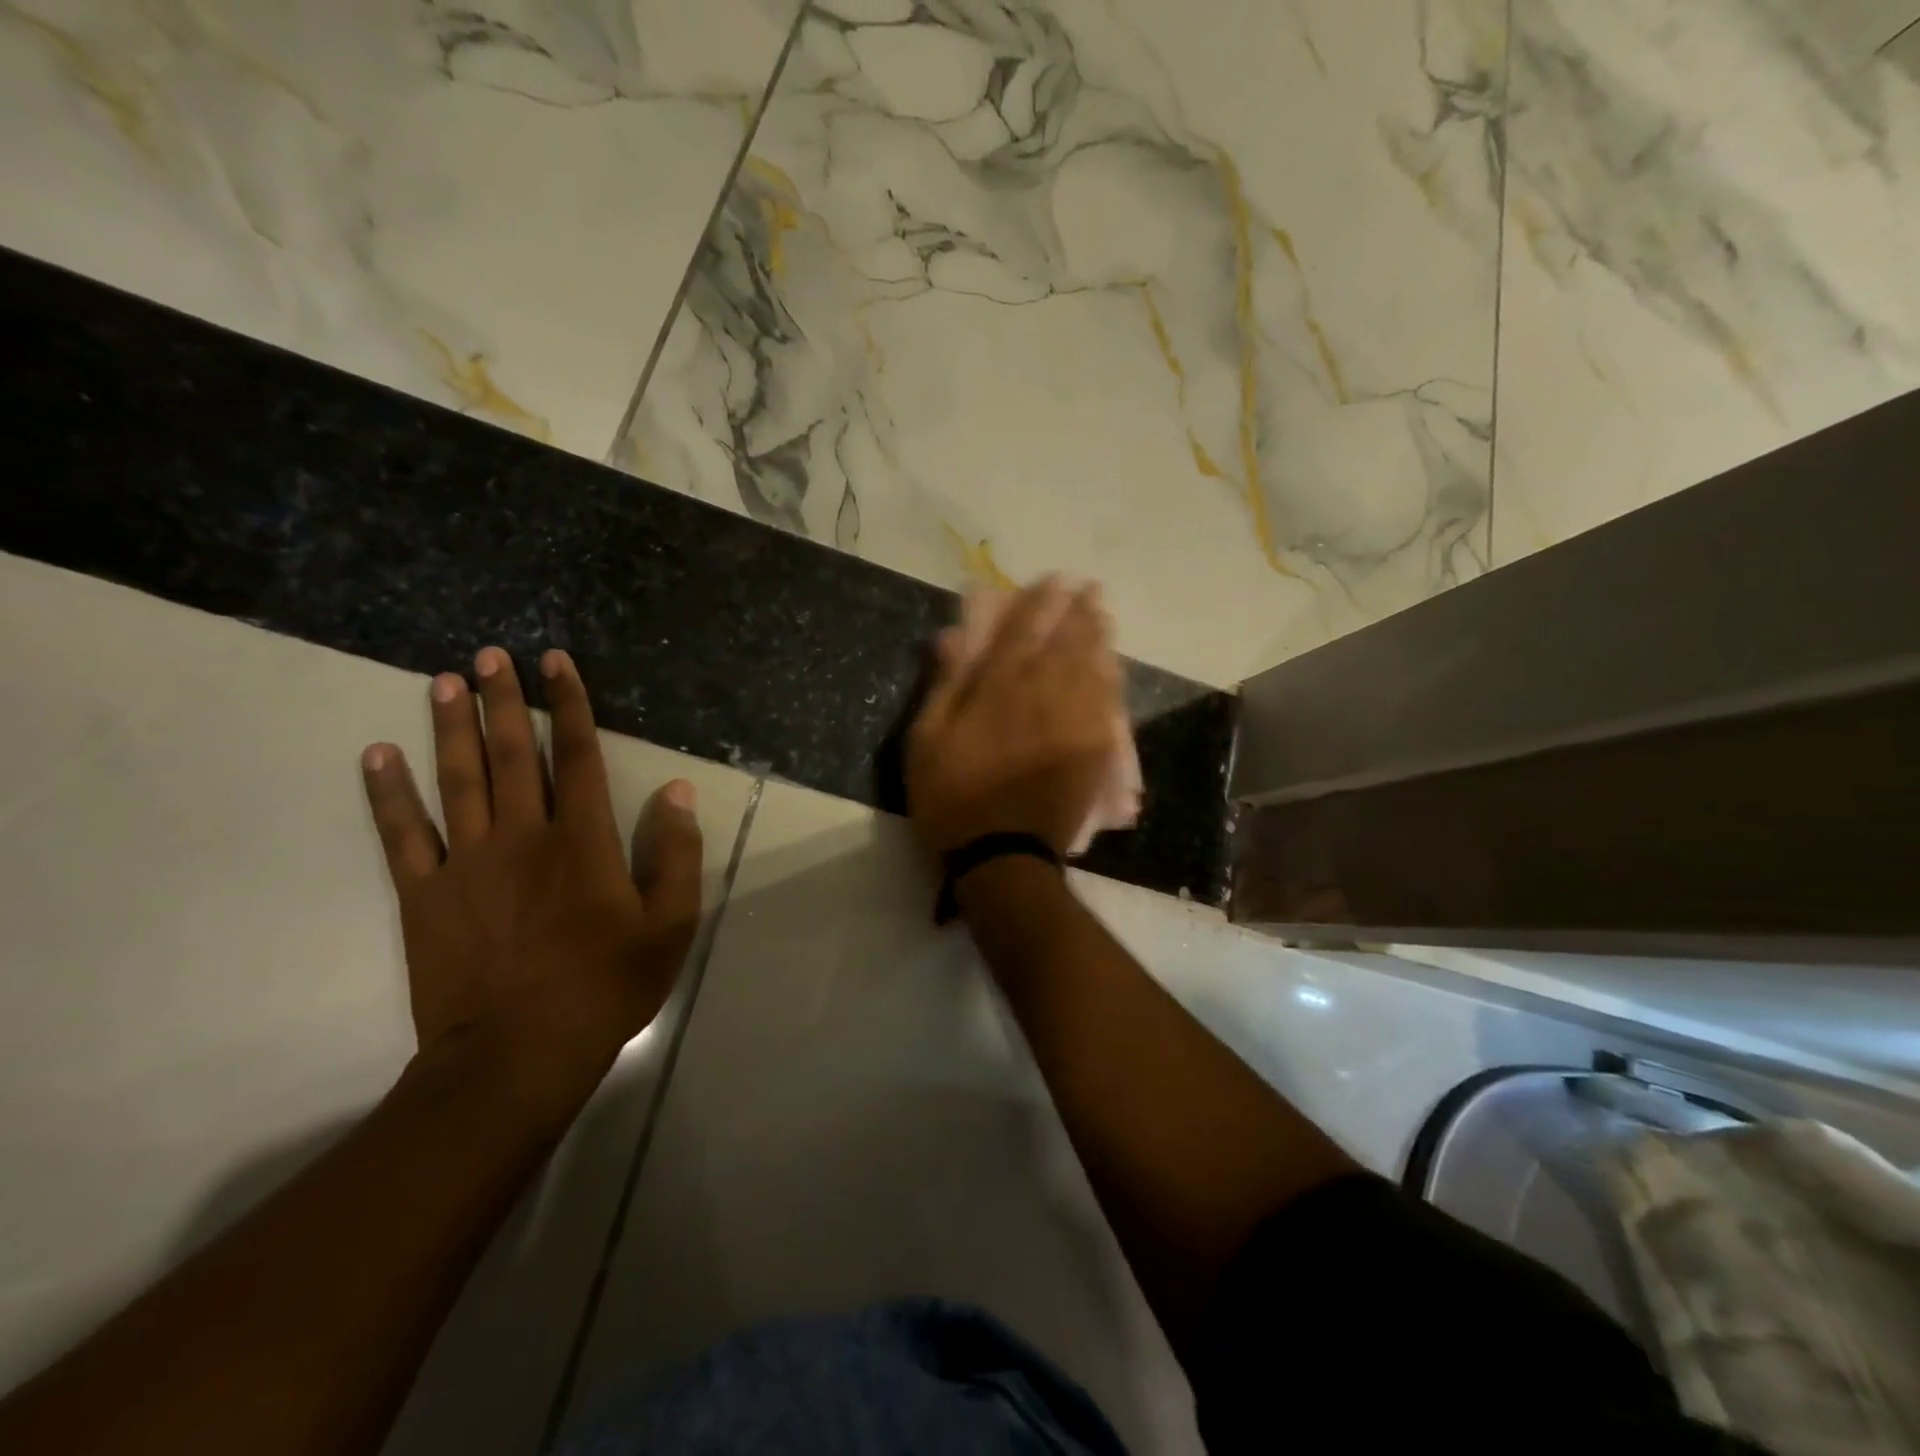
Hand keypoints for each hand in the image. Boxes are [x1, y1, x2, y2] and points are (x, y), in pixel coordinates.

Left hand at [360, 646, 702, 1125]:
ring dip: (450, 727)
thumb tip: (676, 791)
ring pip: (458, 780)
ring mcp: (467, 863)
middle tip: (490, 655)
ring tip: (442, 682)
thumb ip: (675, 853)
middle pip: (513, 754)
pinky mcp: (425, 895)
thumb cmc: (605, 986)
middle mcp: (523, 837)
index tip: (555, 663)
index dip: (570, 704)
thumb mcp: (669, 925)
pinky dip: (388, 793)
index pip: (579, 755)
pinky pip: (402, 834)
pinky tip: (377, 755)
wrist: (518, 1053)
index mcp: (583, 841)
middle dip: (504, 700)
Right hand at [907, 578, 1123, 858]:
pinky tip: (1113, 669)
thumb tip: (954, 636)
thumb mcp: (927, 742)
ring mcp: (1075, 723)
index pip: (1025, 631)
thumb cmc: (954, 798)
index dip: (1041, 602)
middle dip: (1080, 612)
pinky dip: (1111, 680)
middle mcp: (1044, 695)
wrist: (1003, 856)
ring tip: (1103, 616)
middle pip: (1069, 643)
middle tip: (1090, 590)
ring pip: (1094, 668)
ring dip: (1100, 638)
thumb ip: (945, 685)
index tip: (1054, 580)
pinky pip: (1109, 704)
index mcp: (1001, 689)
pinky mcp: (1094, 751)